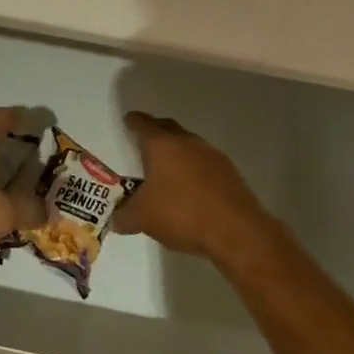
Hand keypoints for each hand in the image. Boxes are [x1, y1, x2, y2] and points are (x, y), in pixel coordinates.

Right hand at [114, 111, 273, 262]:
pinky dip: (194, 168)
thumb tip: (115, 219)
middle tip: (144, 142)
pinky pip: (204, 162)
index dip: (132, 122)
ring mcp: (211, 154)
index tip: (127, 122)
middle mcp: (185, 141)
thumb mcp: (143, 219)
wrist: (237, 231)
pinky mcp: (229, 172)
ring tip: (168, 169)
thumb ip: (124, 216)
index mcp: (160, 144)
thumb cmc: (182, 214)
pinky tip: (192, 188)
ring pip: (188, 144)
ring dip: (177, 151)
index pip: (142, 123)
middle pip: (166, 127)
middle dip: (154, 131)